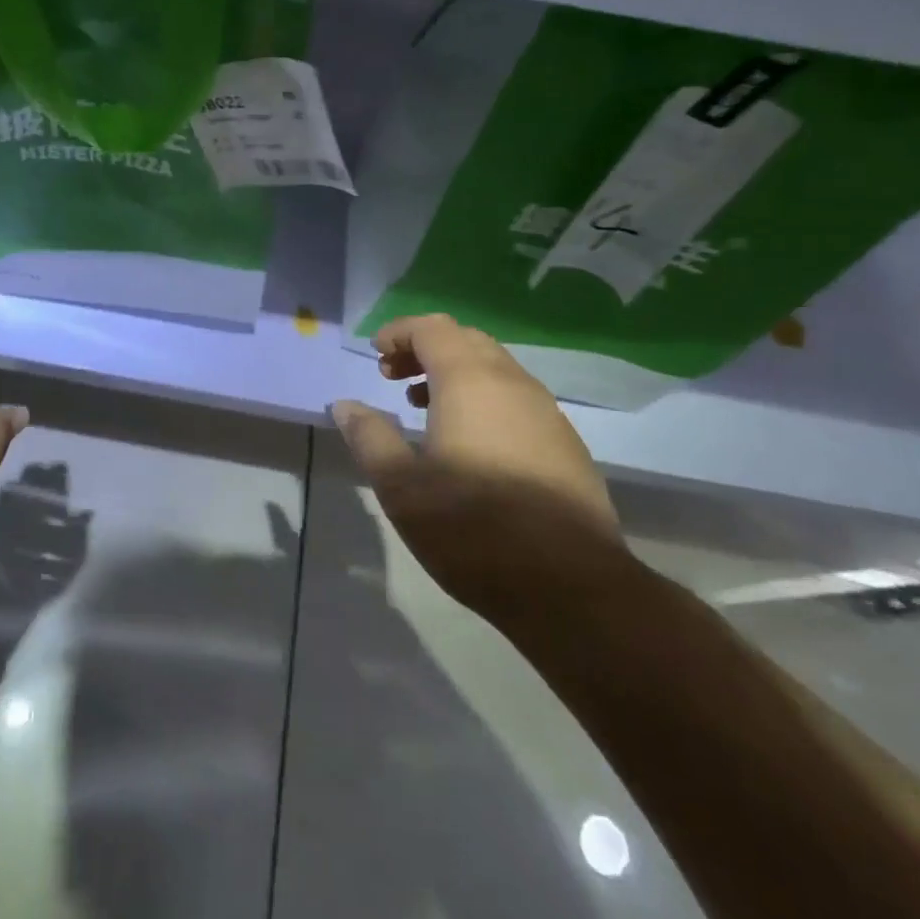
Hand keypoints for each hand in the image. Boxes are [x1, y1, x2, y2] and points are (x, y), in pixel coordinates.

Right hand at [331, 315, 627, 621]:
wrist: (574, 590)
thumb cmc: (474, 529)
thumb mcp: (402, 487)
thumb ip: (370, 437)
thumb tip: (345, 406)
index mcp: (471, 383)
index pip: (432, 328)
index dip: (399, 332)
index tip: (375, 356)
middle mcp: (513, 384)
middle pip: (466, 340)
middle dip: (424, 348)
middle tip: (392, 377)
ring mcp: (547, 414)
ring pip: (495, 368)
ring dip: (453, 372)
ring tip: (422, 406)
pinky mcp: (566, 445)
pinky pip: (516, 398)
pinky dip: (482, 398)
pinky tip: (468, 443)